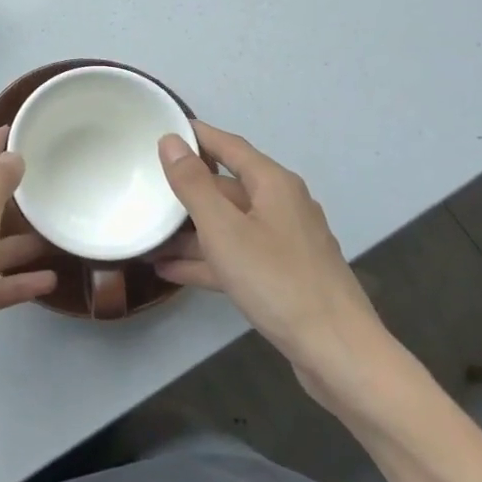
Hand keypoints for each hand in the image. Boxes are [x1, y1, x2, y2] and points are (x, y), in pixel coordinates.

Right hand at [156, 123, 399, 413]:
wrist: (337, 353)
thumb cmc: (277, 280)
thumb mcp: (224, 229)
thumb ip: (193, 184)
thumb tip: (171, 140)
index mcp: (273, 184)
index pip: (228, 146)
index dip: (196, 135)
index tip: (161, 128)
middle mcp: (281, 205)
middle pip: (226, 186)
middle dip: (186, 189)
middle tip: (143, 186)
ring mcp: (283, 243)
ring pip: (228, 225)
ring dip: (189, 231)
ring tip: (147, 235)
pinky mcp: (281, 276)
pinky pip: (235, 256)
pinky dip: (206, 260)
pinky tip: (170, 271)